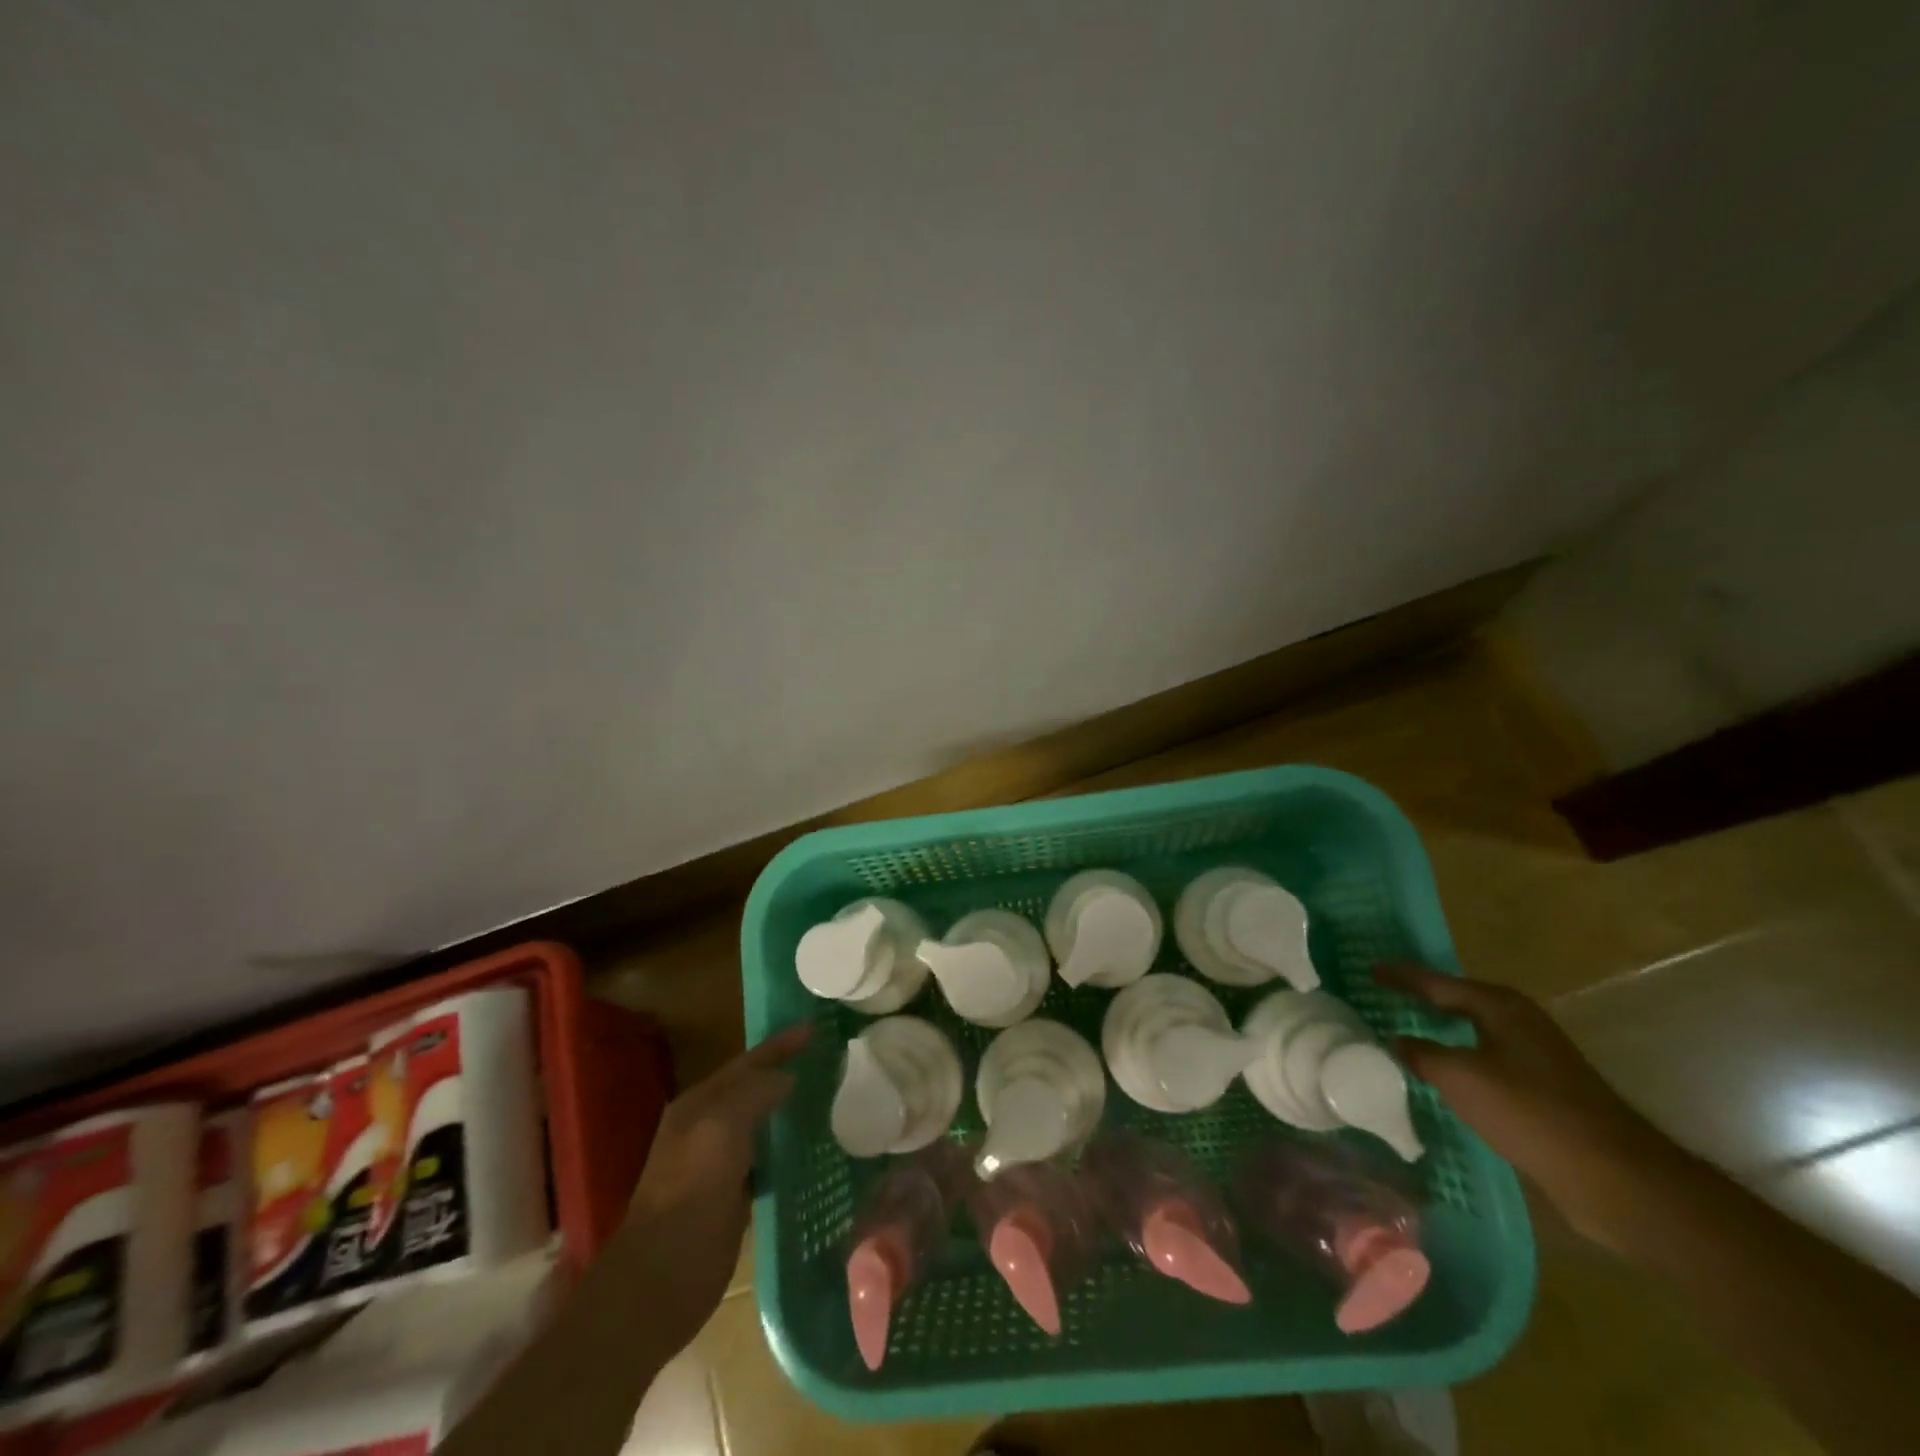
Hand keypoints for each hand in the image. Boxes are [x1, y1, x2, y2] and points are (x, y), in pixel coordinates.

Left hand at [622, 1024, 810, 1355]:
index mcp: (698, 1105)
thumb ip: (754, 1094)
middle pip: (753, 1088)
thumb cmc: (690, 1196)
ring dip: (790, 1108)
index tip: (815, 1028)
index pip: (746, 1062)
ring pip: (761, 1122)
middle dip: (786, 1071)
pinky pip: (767, 1158)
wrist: (659, 1283)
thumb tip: (787, 1077)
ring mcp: (718, 1164)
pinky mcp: (732, 1196)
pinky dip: (789, 1147)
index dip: (780, 1045)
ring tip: (831, 1096)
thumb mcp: (721, 1130)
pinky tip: (815, 1148)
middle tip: (830, 1058)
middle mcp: (706, 1128)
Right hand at [1374, 963, 1675, 1251]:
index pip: (1437, 983)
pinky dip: (1458, 1063)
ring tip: (1401, 1035)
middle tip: (1382, 998)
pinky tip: (1440, 1079)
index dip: (1401, 977)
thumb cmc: (1532, 1113)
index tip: (1368, 970)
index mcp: (1502, 1008)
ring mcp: (1536, 1059)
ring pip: (1473, 1036)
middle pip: (1458, 1003)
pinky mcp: (1544, 1094)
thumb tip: (1397, 1041)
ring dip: (1440, 1035)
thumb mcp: (1460, 1078)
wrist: (1616, 1180)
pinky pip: (1485, 1065)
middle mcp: (1520, 1024)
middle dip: (1421, 1000)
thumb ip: (1421, 1054)